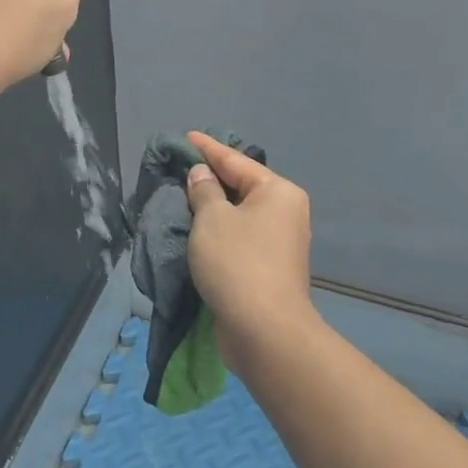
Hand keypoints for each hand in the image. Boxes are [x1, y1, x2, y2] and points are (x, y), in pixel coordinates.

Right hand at [185, 132, 314, 358]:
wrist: (264, 330)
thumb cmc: (237, 262)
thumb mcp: (212, 218)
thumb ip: (203, 190)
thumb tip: (203, 175)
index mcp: (278, 192)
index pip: (236, 161)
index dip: (208, 148)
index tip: (187, 137)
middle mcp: (285, 213)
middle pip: (242, 186)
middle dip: (211, 177)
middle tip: (181, 166)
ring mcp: (280, 242)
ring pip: (240, 213)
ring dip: (213, 206)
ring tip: (184, 195)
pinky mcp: (269, 268)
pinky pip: (240, 237)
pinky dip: (219, 230)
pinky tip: (198, 229)